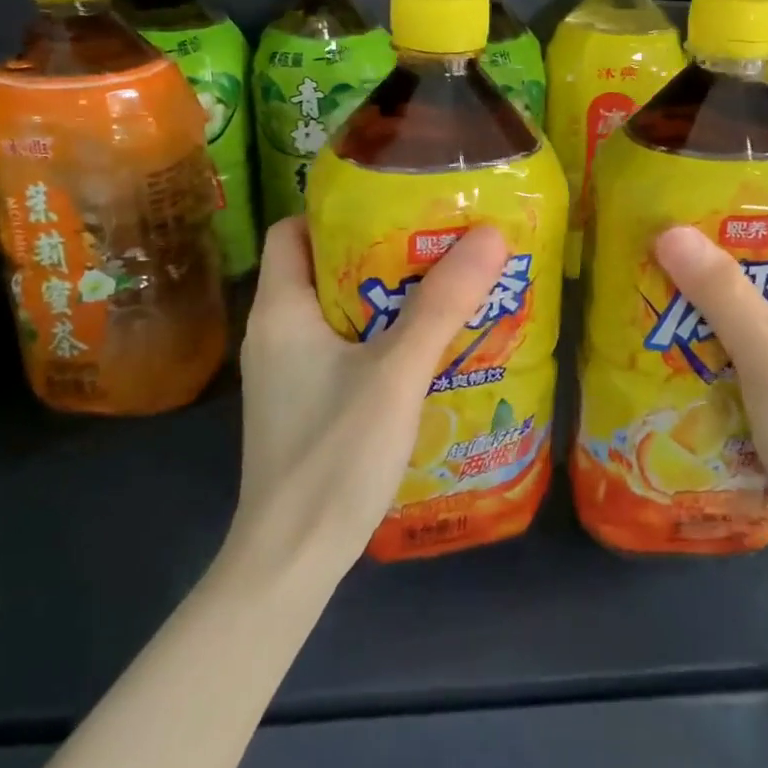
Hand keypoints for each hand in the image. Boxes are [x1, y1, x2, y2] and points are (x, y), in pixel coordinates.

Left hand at [231, 216, 509, 582]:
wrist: (291, 561)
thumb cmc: (333, 455)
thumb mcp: (397, 372)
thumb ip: (442, 304)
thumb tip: (491, 234)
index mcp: (281, 310)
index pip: (293, 230)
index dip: (340, 211)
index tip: (398, 206)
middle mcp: (277, 333)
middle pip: (325, 267)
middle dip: (382, 253)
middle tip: (441, 244)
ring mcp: (290, 373)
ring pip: (341, 311)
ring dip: (389, 298)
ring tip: (446, 289)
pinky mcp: (307, 403)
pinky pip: (346, 349)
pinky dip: (383, 337)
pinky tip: (428, 349)